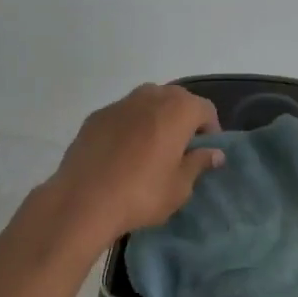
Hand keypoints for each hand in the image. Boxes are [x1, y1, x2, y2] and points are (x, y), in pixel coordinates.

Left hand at [40, 84, 225, 252]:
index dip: (210, 130)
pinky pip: (123, 115)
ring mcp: (120, 103)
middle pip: (176, 99)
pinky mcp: (96, 116)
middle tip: (181, 149)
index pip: (205, 109)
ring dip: (156, 118)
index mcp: (177, 110)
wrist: (83, 200)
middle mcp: (150, 96)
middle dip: (183, 119)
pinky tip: (122, 153)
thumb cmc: (141, 194)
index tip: (205, 153)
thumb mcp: (179, 187)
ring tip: (152, 149)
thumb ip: (198, 163)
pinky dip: (130, 126)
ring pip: (147, 102)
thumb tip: (214, 153)